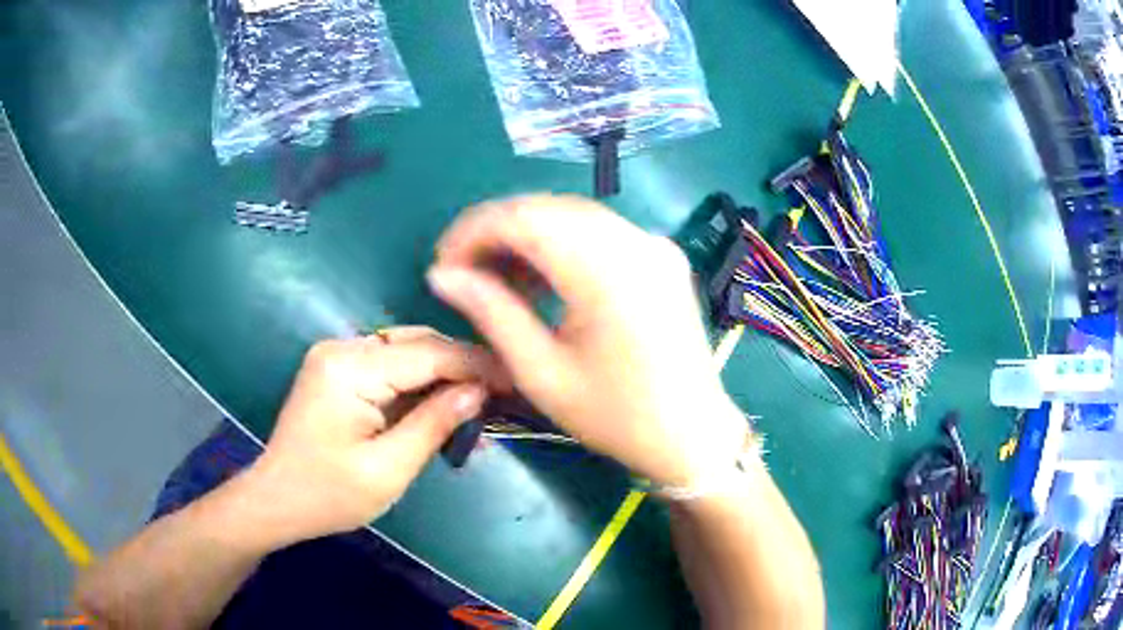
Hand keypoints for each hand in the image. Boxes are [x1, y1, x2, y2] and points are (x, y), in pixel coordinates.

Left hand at [240, 328, 508, 547]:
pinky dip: (419, 384)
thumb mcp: (388, 469)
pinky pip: (389, 367)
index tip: (517, 379)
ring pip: (406, 352)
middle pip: (417, 344)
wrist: (277, 500)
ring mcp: (337, 356)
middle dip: (462, 367)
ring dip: (442, 375)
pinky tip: (442, 404)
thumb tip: (479, 391)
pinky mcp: (338, 370)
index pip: (427, 353)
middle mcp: (342, 347)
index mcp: (349, 368)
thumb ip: (433, 424)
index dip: (476, 364)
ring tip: (478, 401)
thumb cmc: (328, 494)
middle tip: (502, 394)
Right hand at [427, 195, 748, 487]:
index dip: (473, 230)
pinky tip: (541, 279)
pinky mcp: (661, 256)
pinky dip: (561, 245)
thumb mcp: (541, 372)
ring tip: (497, 280)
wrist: (692, 434)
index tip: (443, 263)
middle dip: (496, 232)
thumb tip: (442, 275)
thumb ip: (490, 312)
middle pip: (547, 208)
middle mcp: (635, 241)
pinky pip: (599, 233)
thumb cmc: (616, 417)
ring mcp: (653, 244)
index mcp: (607, 271)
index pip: (524, 217)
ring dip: (527, 237)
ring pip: (572, 216)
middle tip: (464, 274)